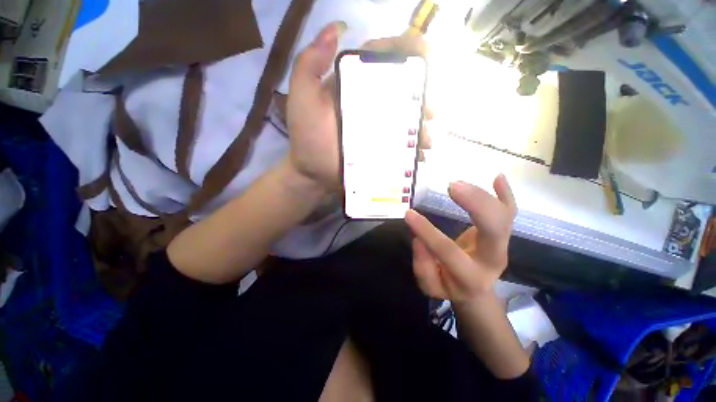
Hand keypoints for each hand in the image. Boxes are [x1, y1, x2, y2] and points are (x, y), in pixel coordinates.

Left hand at [287, 23, 431, 191]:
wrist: (313, 173)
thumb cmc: (308, 137)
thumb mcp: (303, 98)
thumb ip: (310, 64)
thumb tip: (336, 28)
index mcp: (353, 84)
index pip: (380, 58)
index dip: (404, 49)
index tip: (425, 50)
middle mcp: (369, 103)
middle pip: (401, 89)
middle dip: (422, 93)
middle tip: (431, 109)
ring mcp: (377, 128)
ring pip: (406, 118)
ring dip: (422, 124)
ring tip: (426, 138)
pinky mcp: (380, 149)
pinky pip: (402, 145)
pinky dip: (414, 148)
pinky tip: (420, 154)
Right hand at [405, 175, 516, 302]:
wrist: (475, 289)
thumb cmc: (450, 284)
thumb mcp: (430, 286)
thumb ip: (423, 266)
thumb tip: (419, 239)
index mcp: (471, 276)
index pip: (448, 251)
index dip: (427, 231)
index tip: (409, 213)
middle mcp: (493, 259)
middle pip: (493, 231)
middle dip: (475, 205)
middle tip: (452, 187)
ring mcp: (502, 244)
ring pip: (503, 217)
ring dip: (483, 196)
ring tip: (458, 183)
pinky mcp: (504, 234)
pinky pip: (509, 212)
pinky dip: (505, 194)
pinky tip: (497, 176)